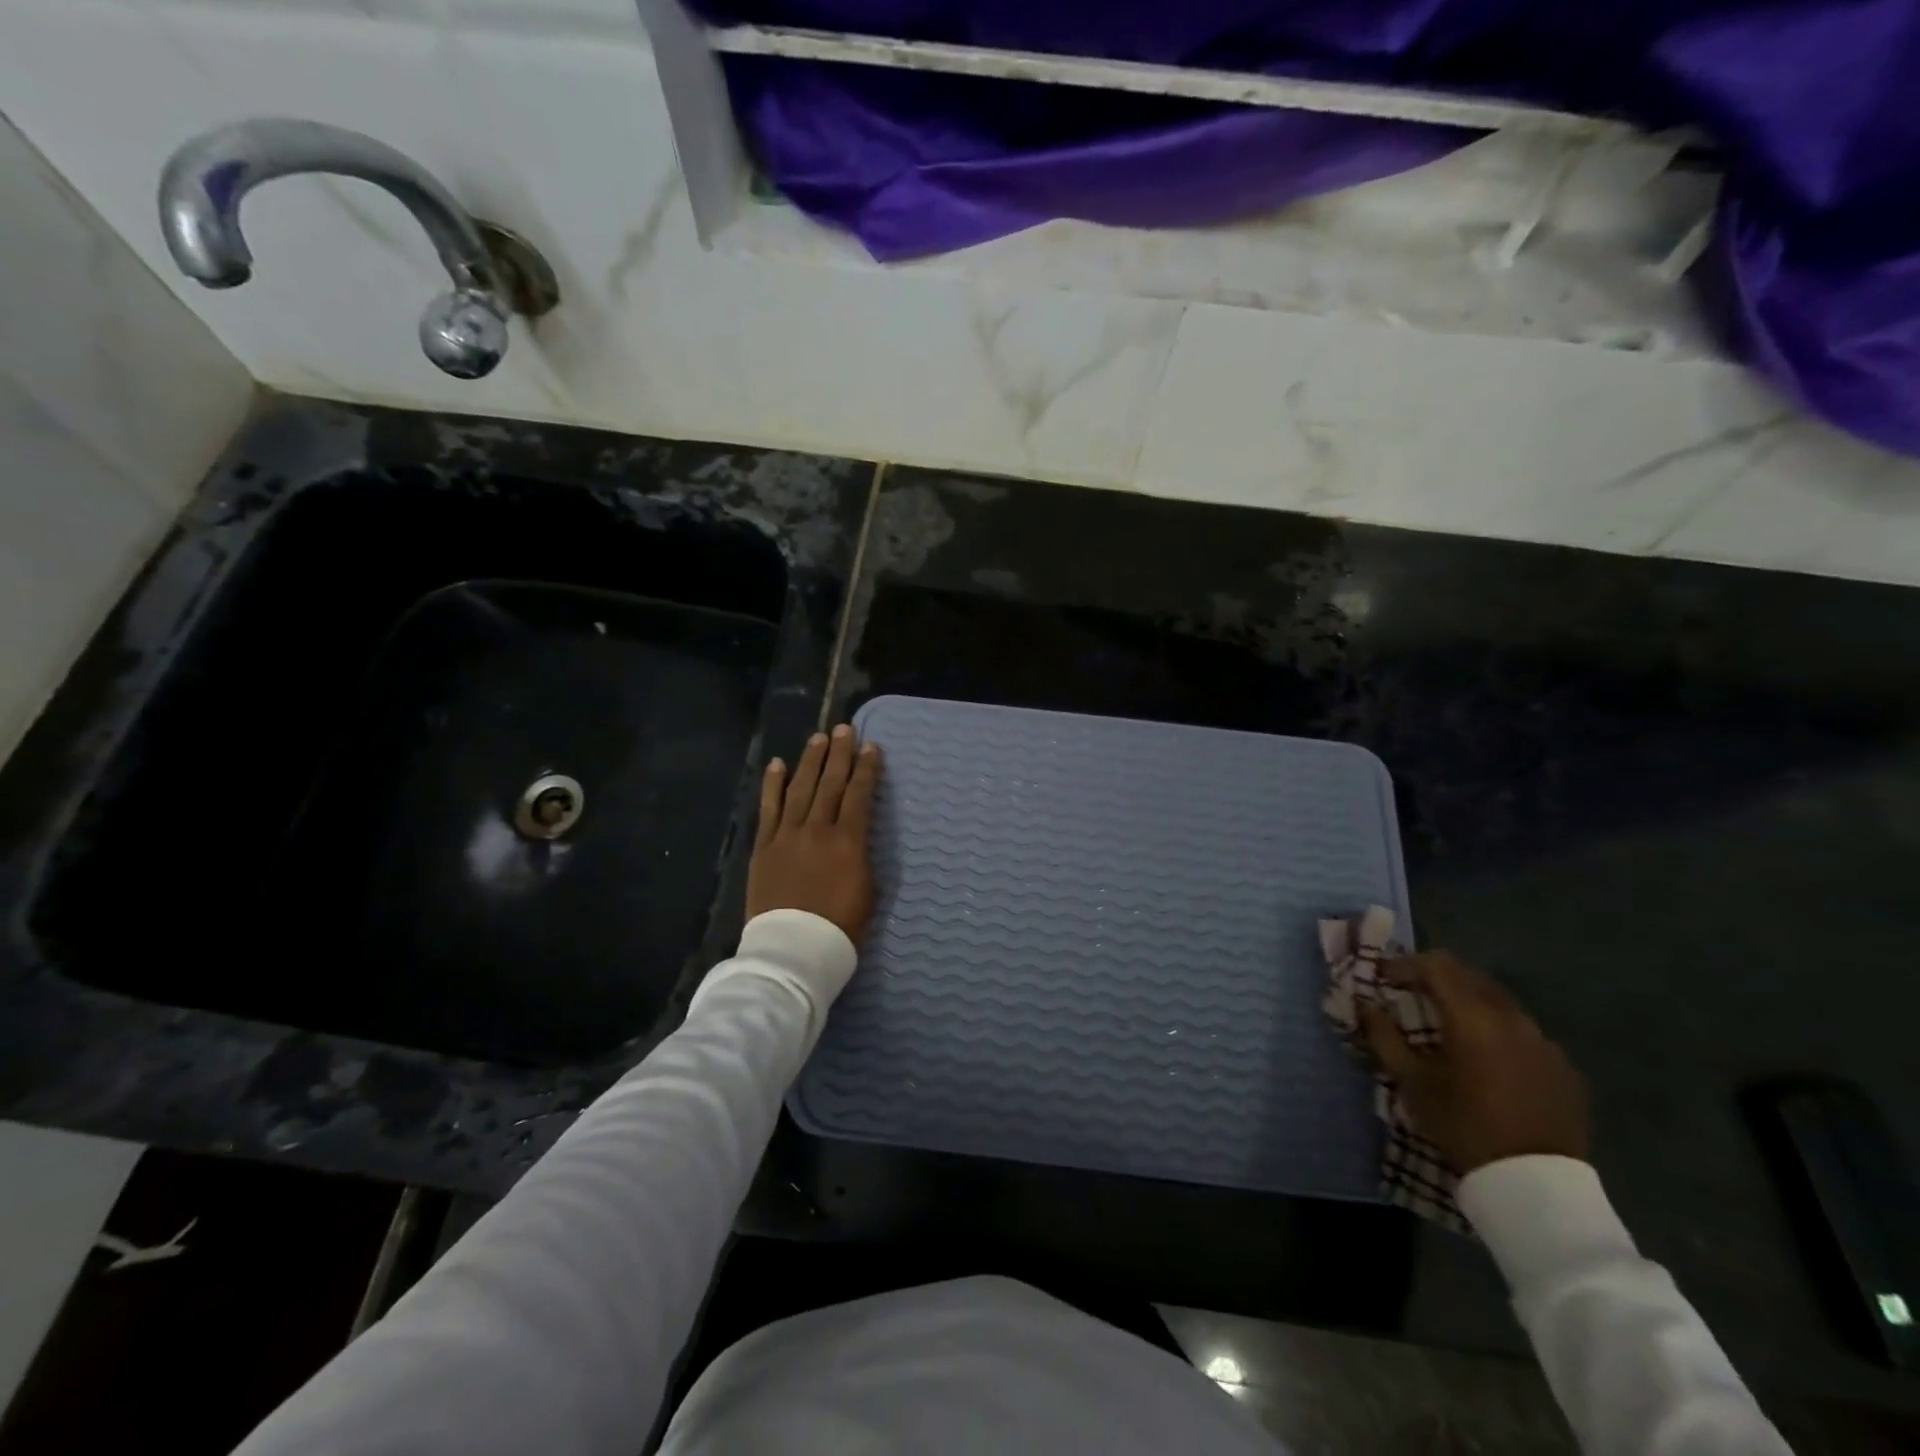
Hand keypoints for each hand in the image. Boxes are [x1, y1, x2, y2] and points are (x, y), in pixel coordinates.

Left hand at [745, 724, 881, 943]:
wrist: (793, 949)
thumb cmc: (840, 927)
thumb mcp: (868, 892)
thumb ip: (862, 858)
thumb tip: (855, 839)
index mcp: (848, 841)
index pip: (859, 795)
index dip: (866, 769)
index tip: (871, 747)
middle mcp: (818, 829)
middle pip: (830, 783)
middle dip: (839, 754)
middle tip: (844, 729)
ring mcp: (787, 835)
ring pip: (800, 788)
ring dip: (810, 761)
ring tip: (818, 738)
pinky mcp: (764, 846)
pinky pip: (769, 808)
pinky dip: (773, 784)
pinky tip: (777, 764)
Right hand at [1359, 950, 1587, 1174]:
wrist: (1535, 1185)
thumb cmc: (1463, 1126)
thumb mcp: (1412, 1082)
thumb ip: (1384, 1036)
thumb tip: (1364, 1005)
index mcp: (1474, 1017)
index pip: (1435, 966)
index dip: (1404, 964)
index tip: (1383, 977)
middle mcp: (1513, 1018)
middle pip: (1468, 975)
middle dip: (1435, 976)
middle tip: (1409, 992)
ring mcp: (1544, 1041)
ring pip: (1498, 1000)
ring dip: (1467, 1000)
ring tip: (1447, 1024)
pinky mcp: (1563, 1066)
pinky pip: (1523, 1031)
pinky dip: (1496, 1028)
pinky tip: (1486, 1057)